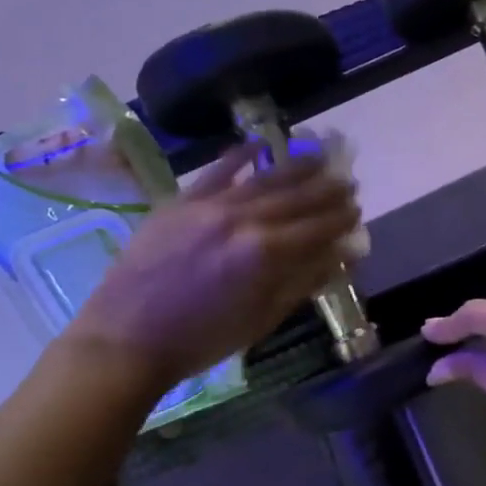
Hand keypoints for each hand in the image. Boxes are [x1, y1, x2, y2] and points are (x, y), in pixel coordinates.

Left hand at [65, 148, 360, 397]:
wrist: (127, 339)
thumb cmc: (202, 340)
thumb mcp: (262, 319)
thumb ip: (303, 283)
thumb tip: (340, 257)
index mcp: (265, 254)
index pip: (316, 228)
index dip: (340, 219)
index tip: (358, 210)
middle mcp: (241, 220)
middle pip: (295, 198)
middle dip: (326, 189)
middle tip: (348, 182)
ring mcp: (207, 206)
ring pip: (262, 179)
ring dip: (295, 168)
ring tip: (320, 158)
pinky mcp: (178, 203)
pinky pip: (215, 172)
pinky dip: (238, 157)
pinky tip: (259, 145)